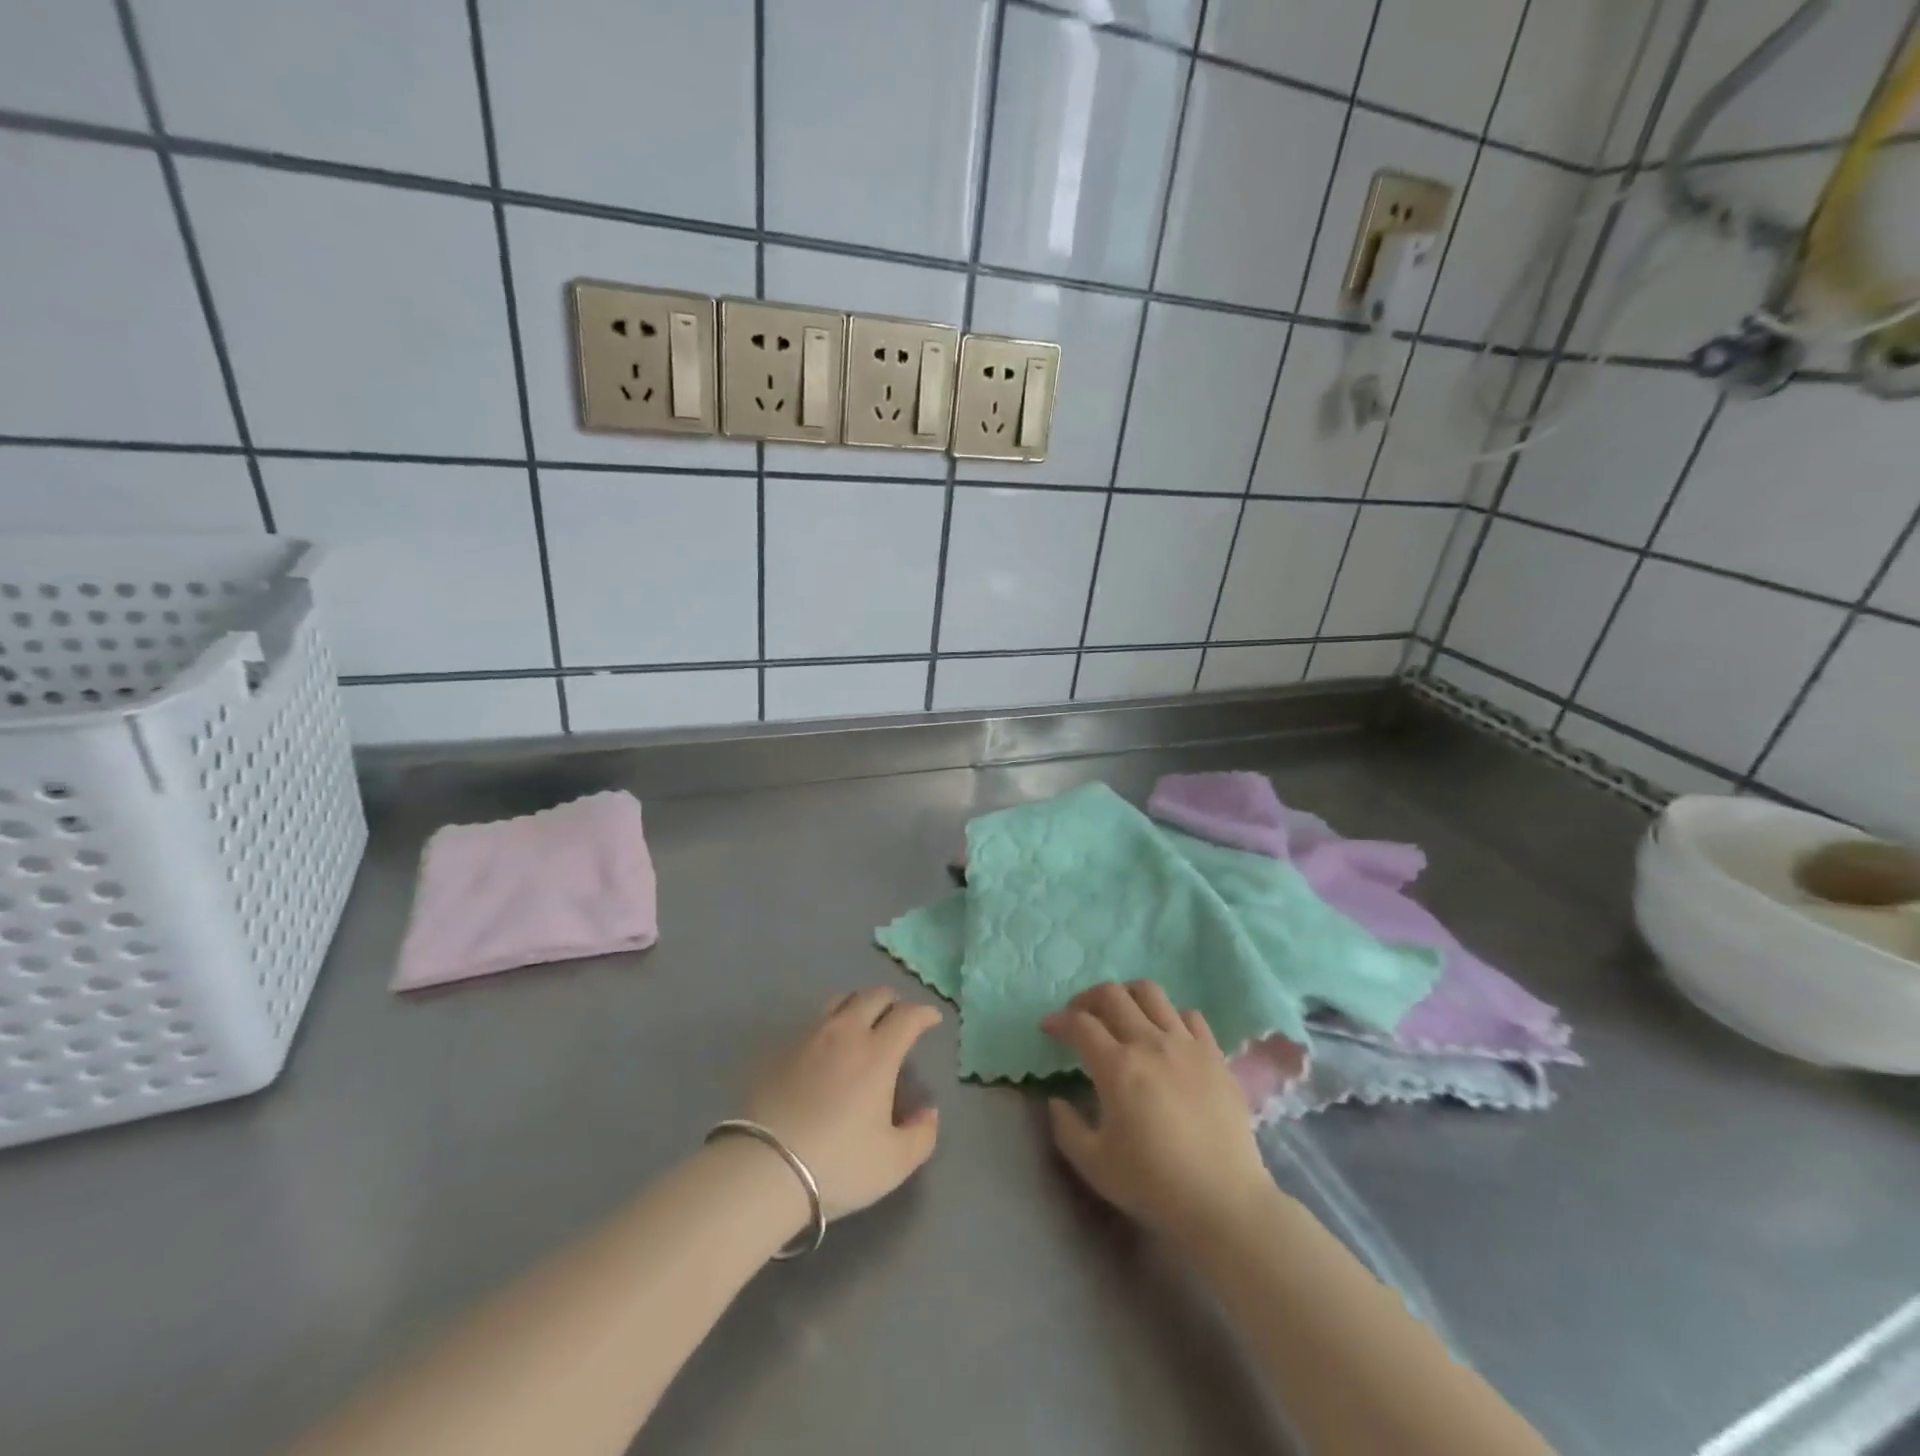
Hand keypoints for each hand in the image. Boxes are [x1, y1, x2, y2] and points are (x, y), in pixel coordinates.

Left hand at [745, 987, 941, 1220]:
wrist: (765, 1169)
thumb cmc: (838, 1164)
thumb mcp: (894, 1162)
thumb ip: (922, 1134)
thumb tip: (928, 1111)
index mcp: (878, 1053)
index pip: (907, 1015)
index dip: (924, 1013)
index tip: (932, 1020)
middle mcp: (846, 1033)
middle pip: (873, 996)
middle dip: (892, 1001)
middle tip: (899, 1017)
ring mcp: (809, 1037)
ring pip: (839, 1001)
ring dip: (859, 1004)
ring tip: (863, 1022)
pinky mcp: (780, 1050)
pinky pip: (812, 1022)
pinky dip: (829, 1024)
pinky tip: (827, 1048)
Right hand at [1040, 981, 1270, 1237]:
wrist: (1223, 1201)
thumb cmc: (1153, 1184)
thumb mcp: (1094, 1164)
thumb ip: (1066, 1127)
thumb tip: (1057, 1100)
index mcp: (1117, 1066)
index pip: (1079, 1024)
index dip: (1058, 1021)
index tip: (1048, 1028)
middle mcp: (1149, 1042)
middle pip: (1112, 995)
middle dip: (1087, 998)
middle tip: (1079, 1016)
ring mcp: (1185, 1044)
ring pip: (1151, 993)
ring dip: (1127, 996)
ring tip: (1122, 1015)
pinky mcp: (1214, 1054)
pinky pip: (1189, 1015)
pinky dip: (1170, 1016)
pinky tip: (1166, 1036)